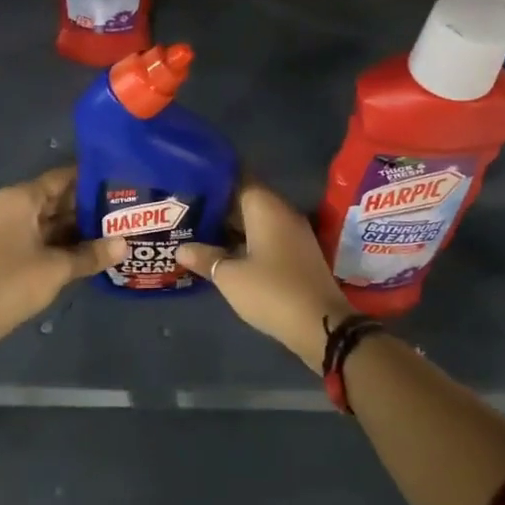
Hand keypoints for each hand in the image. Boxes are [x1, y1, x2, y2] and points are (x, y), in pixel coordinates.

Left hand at [0, 167, 126, 349]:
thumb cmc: (14, 281)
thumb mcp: (58, 268)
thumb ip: (92, 254)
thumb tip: (125, 244)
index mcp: (20, 198)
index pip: (61, 178)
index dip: (90, 180)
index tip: (118, 184)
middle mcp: (10, 205)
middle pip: (54, 198)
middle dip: (86, 207)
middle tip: (120, 211)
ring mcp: (3, 227)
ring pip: (46, 220)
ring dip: (74, 227)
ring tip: (110, 231)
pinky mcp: (1, 249)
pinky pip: (36, 236)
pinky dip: (58, 241)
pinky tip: (84, 251)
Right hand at [177, 183, 353, 372]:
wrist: (322, 326)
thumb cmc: (272, 291)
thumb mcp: (230, 276)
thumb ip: (205, 257)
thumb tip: (181, 249)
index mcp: (266, 207)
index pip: (238, 179)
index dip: (214, 180)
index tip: (190, 183)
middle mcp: (282, 213)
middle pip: (247, 200)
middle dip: (218, 206)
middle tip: (186, 210)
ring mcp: (294, 234)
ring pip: (257, 221)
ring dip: (232, 226)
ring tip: (199, 231)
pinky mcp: (298, 255)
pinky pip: (267, 237)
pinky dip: (246, 241)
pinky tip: (225, 253)